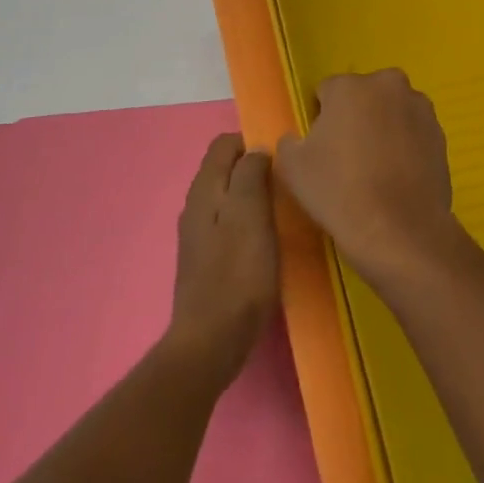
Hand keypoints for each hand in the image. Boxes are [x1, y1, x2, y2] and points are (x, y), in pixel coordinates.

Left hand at [166, 133, 278, 382]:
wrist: (211, 341)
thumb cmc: (237, 274)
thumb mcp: (250, 215)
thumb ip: (251, 175)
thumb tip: (256, 150)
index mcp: (204, 190)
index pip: (224, 143)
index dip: (252, 142)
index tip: (281, 158)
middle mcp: (196, 206)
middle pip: (224, 168)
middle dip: (254, 167)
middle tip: (287, 182)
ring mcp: (199, 235)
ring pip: (227, 196)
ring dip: (252, 194)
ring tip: (282, 207)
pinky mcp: (207, 260)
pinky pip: (228, 222)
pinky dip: (248, 219)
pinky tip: (266, 238)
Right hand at [275, 69, 462, 287]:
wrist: (400, 229)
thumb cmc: (339, 191)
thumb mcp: (292, 167)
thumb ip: (290, 142)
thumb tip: (299, 139)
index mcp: (350, 85)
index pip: (327, 92)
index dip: (321, 118)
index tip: (321, 147)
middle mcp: (389, 85)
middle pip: (364, 96)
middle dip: (356, 116)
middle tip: (348, 156)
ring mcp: (420, 108)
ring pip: (391, 112)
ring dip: (384, 128)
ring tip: (376, 170)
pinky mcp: (441, 134)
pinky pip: (413, 133)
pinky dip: (405, 146)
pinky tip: (397, 178)